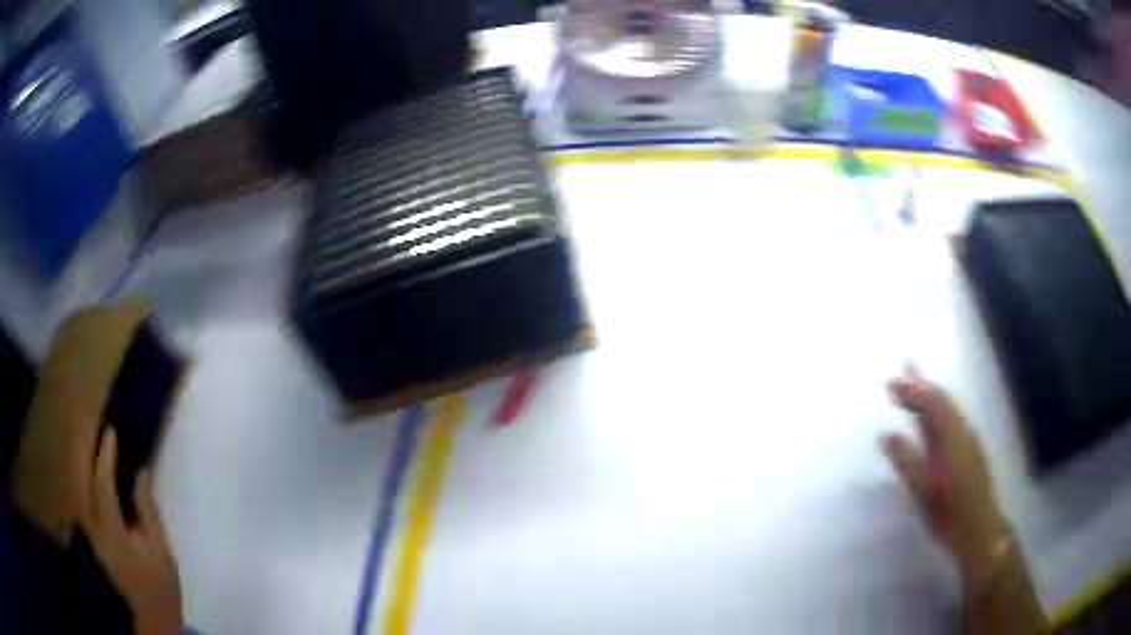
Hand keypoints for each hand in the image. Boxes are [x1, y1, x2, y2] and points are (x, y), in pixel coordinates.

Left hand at [82, 429, 182, 634]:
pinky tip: (88, 470)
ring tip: (86, 439)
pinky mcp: (93, 539)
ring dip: (81, 463)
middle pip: (82, 483)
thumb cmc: (161, 583)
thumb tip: (140, 473)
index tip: (110, 432)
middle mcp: (96, 531)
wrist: (152, 614)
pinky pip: (83, 501)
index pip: (103, 486)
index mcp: (114, 534)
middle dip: (84, 452)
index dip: (105, 457)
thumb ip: (147, 511)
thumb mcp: (160, 550)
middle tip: (89, 424)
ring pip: (78, 490)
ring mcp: (92, 535)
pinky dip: (83, 480)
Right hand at [882, 373, 1010, 588]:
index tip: (890, 382)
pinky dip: (941, 408)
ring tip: (918, 386)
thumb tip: (887, 435)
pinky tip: (935, 417)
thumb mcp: (921, 489)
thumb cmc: (947, 512)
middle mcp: (961, 430)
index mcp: (949, 437)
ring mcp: (969, 439)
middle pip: (942, 399)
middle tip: (905, 370)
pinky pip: (955, 417)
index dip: (911, 390)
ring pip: (950, 407)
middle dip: (922, 384)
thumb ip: (905, 460)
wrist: (978, 528)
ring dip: (933, 394)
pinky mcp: (972, 449)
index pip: (929, 403)